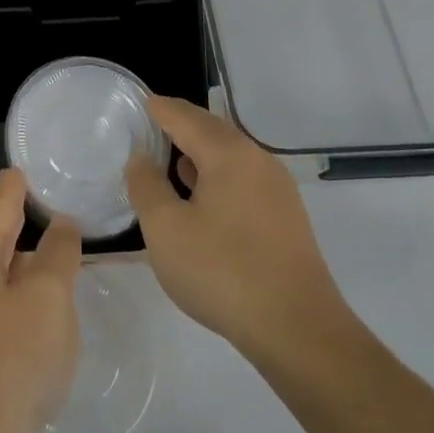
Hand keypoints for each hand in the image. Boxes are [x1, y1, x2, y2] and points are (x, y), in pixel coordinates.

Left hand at [0, 170, 81, 432]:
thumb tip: (61, 224)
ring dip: (21, 253)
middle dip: (19, 213)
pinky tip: (38, 299)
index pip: (0, 200)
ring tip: (53, 243)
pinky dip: (17, 285)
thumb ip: (58, 253)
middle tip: (52, 198)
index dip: (20, 181)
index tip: (36, 164)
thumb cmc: (12, 359)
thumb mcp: (48, 298)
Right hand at [127, 96, 354, 367]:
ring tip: (169, 159)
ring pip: (229, 155)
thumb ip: (146, 186)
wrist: (298, 330)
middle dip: (179, 124)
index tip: (135, 102)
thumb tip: (140, 158)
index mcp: (228, 153)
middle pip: (211, 129)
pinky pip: (242, 178)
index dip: (157, 108)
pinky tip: (201, 196)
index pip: (184, 116)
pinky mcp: (285, 216)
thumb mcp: (166, 229)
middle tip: (148, 125)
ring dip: (198, 152)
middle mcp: (257, 159)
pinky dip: (216, 174)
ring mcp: (276, 188)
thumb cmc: (223, 271)